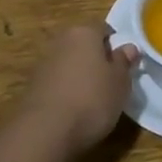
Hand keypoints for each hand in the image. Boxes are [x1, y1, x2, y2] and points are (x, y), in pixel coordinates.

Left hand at [14, 23, 139, 160]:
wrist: (45, 132)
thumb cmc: (91, 100)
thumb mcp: (120, 82)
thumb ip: (124, 62)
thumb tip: (128, 47)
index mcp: (84, 32)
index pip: (104, 29)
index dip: (116, 46)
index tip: (124, 66)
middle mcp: (61, 41)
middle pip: (84, 46)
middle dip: (97, 60)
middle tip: (111, 83)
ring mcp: (43, 64)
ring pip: (69, 64)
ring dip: (80, 76)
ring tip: (93, 101)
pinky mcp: (32, 87)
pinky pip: (57, 83)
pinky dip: (66, 92)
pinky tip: (73, 112)